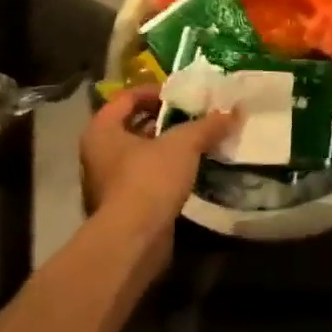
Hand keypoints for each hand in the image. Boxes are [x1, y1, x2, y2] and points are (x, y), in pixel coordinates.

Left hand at [80, 86, 235, 234]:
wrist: (133, 240)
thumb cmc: (149, 180)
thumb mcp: (183, 145)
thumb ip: (206, 126)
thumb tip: (233, 112)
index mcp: (101, 130)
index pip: (125, 98)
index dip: (153, 92)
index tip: (181, 95)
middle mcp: (97, 154)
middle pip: (132, 126)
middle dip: (163, 121)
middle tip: (193, 117)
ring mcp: (107, 183)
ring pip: (139, 155)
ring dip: (165, 149)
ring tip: (197, 143)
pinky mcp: (122, 207)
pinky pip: (145, 179)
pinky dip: (165, 173)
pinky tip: (190, 173)